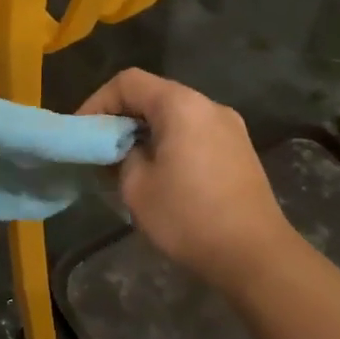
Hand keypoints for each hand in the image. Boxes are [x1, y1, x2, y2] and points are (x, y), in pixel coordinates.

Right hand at [78, 68, 288, 290]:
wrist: (256, 256)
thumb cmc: (189, 217)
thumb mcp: (136, 187)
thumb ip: (120, 155)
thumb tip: (122, 149)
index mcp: (181, 105)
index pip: (128, 82)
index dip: (98, 102)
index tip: (83, 133)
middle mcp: (208, 105)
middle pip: (153, 94)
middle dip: (121, 118)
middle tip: (100, 149)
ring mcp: (230, 126)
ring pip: (175, 115)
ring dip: (146, 132)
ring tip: (126, 164)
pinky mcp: (240, 150)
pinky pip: (195, 132)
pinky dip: (170, 142)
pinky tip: (161, 174)